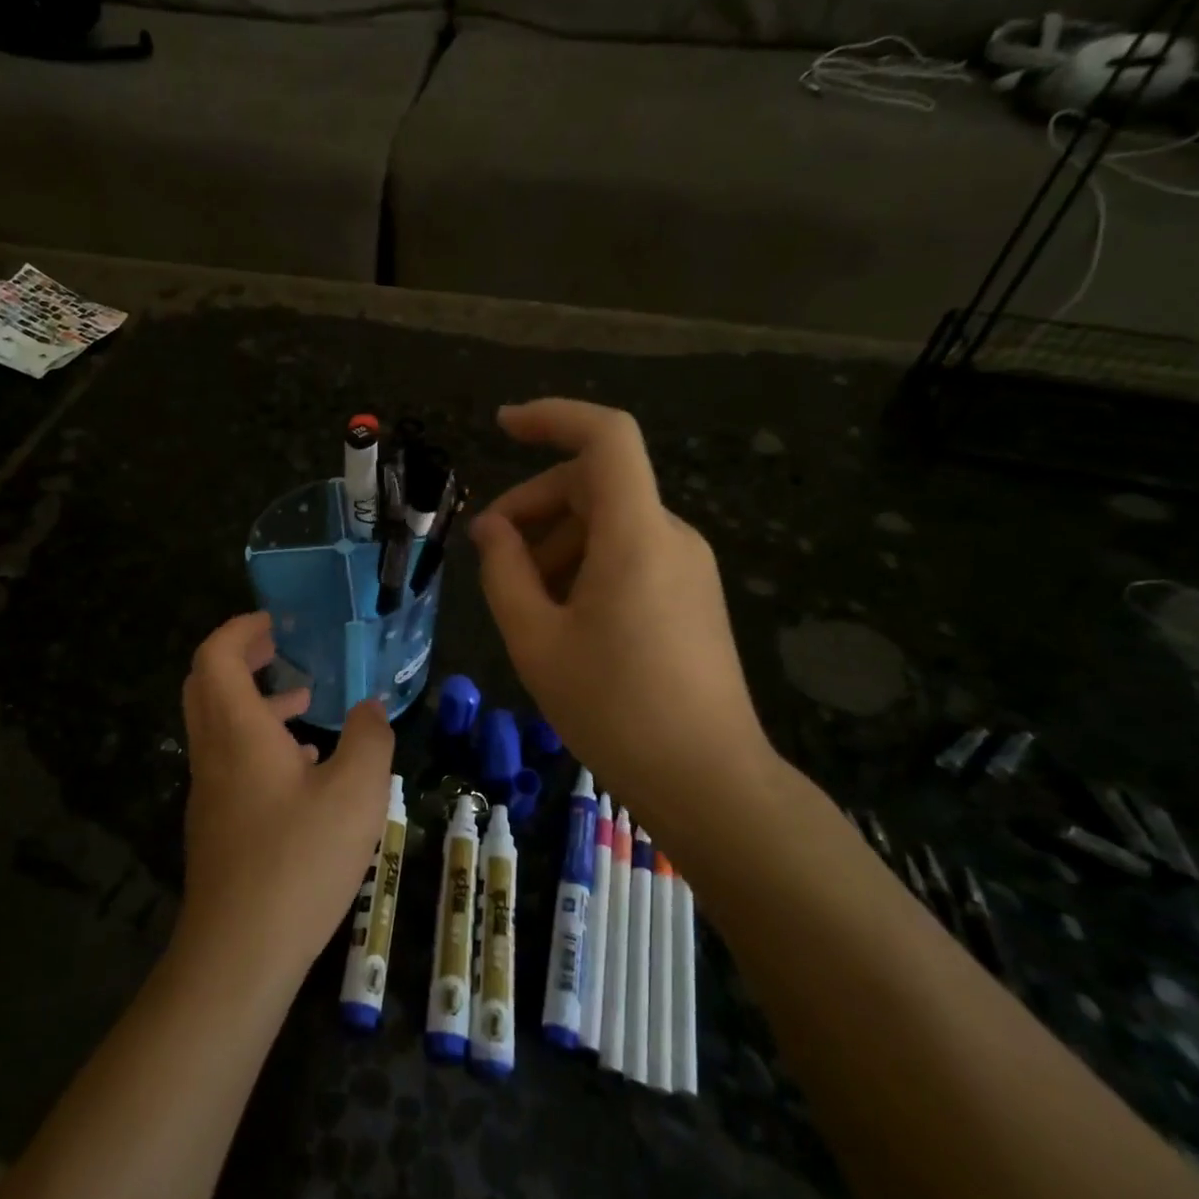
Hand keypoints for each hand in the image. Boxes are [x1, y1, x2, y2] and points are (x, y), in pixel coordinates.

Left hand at [177, 612, 395, 983]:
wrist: (239, 952)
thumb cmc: (299, 859)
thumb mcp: (357, 792)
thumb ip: (370, 739)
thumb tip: (371, 708)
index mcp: (237, 731)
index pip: (216, 656)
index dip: (240, 629)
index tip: (274, 621)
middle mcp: (213, 752)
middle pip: (205, 684)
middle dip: (240, 657)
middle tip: (280, 649)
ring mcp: (209, 791)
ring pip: (218, 724)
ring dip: (254, 701)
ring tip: (305, 702)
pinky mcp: (216, 824)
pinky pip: (229, 760)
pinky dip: (259, 742)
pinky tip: (304, 766)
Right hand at [471, 400, 775, 831]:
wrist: (708, 781)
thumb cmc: (613, 709)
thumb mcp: (536, 640)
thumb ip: (504, 572)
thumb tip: (491, 528)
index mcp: (636, 535)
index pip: (606, 437)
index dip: (553, 417)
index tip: (502, 427)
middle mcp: (671, 535)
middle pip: (597, 484)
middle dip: (536, 504)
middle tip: (490, 552)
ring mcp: (689, 566)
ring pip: (610, 522)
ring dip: (557, 541)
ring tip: (523, 599)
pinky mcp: (693, 595)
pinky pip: (631, 553)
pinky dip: (586, 564)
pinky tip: (562, 616)